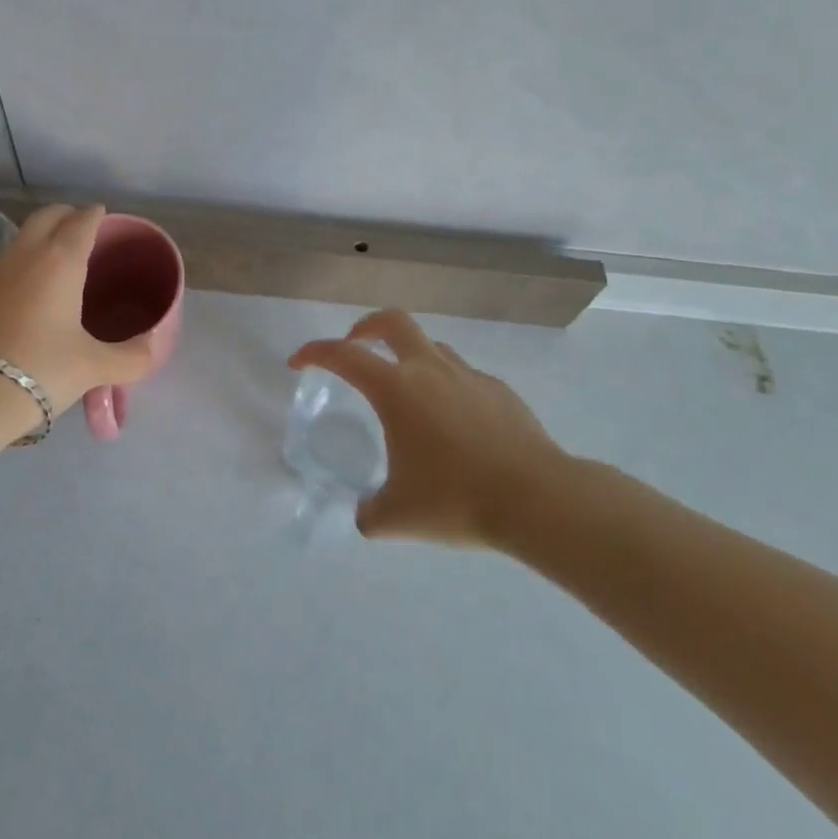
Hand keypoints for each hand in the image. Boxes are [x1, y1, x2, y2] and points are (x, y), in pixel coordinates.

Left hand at [0, 204, 158, 417]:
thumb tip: (154, 348)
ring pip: (22, 238)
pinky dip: (25, 263)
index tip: (108, 219)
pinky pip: (7, 264)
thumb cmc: (41, 369)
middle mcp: (26, 256)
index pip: (82, 221)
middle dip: (68, 215)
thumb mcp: (94, 367)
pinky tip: (33, 292)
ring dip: (43, 237)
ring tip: (62, 261)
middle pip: (47, 216)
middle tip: (86, 230)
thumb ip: (132, 357)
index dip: (97, 216)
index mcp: (60, 261)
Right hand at [289, 309, 570, 547]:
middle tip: (354, 346)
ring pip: (431, 347)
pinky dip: (447, 387)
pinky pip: (463, 376)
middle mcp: (429, 370)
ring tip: (406, 393)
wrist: (539, 499)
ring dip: (409, 357)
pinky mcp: (500, 391)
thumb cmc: (457, 500)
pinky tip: (454, 425)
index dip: (314, 353)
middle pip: (392, 322)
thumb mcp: (398, 517)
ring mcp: (469, 376)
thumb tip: (367, 514)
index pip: (343, 356)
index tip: (298, 362)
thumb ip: (371, 513)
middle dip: (365, 327)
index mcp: (396, 389)